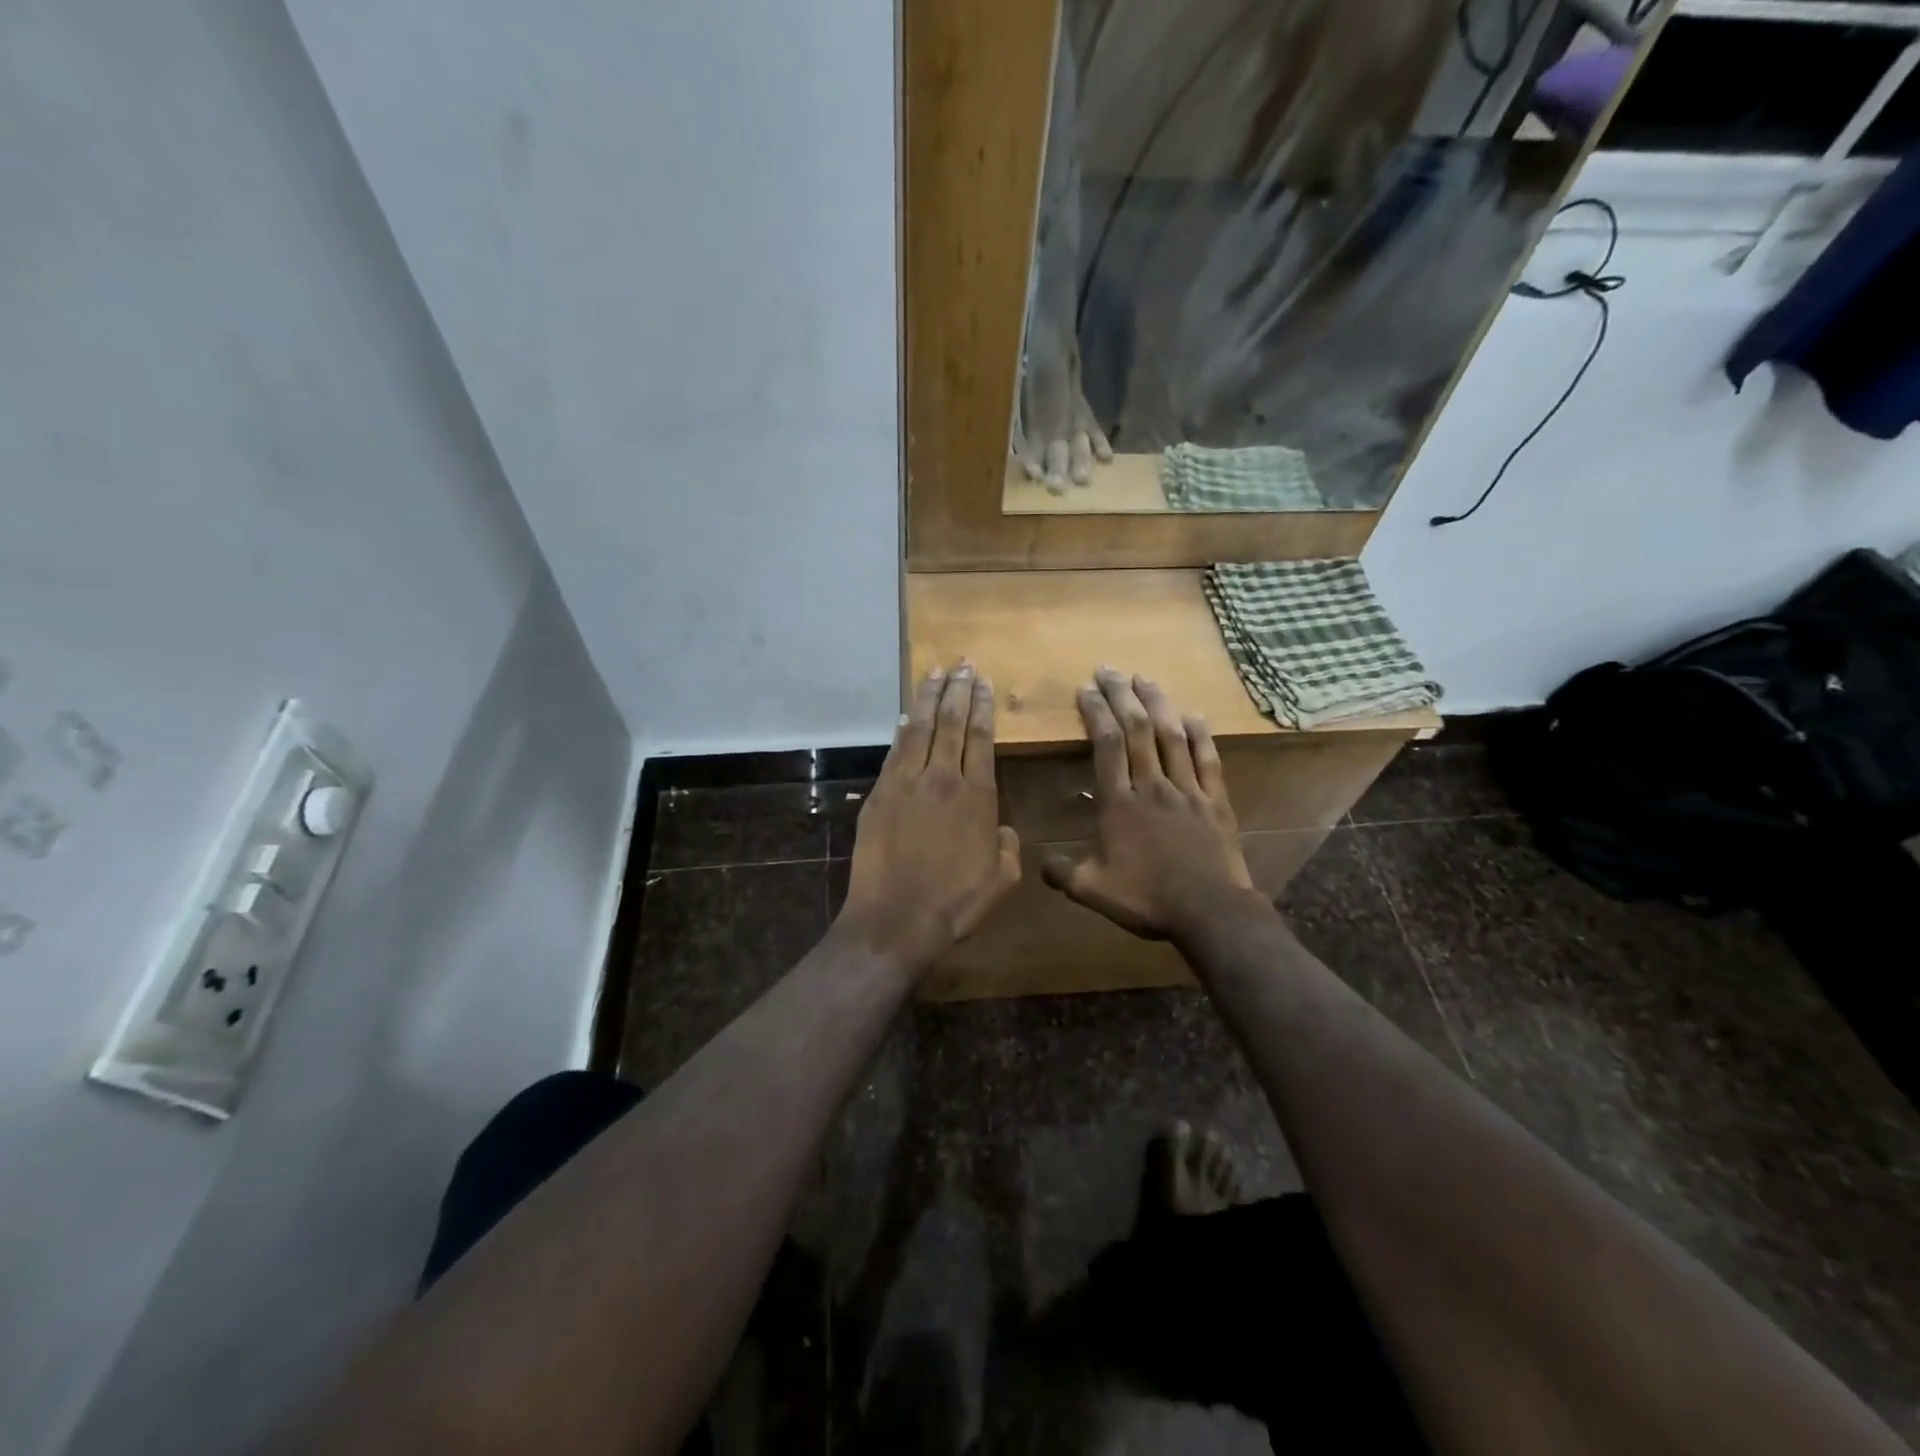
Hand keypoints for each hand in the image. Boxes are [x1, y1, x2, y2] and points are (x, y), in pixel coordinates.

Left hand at [839, 662, 1021, 970]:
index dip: (983, 707)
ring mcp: (907, 784)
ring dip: (929, 698)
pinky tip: (906, 715)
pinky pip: (894, 752)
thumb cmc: (955, 904)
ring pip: (921, 729)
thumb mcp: (1002, 880)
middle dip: (958, 690)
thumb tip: (1002, 828)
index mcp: (978, 797)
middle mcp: (943, 779)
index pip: (981, 739)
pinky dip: (902, 730)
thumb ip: (1008, 847)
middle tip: (962, 664)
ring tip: (935, 672)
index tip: (983, 682)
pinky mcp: (879, 794)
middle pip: (951, 723)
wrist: (896, 919)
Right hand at [1041, 668, 1257, 939]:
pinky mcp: (1215, 800)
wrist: (1208, 911)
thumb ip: (1063, 873)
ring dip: (1157, 703)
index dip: (1095, 713)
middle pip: (1137, 729)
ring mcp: (1187, 790)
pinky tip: (1193, 714)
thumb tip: (1040, 863)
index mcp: (1119, 803)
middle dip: (1121, 695)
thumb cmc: (1147, 899)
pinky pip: (1207, 758)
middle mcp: (1152, 786)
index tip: (1086, 689)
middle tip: (1109, 670)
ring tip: (1144, 678)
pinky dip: (1200, 733)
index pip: (1106, 745)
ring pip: (1171, 736)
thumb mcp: (1093, 891)